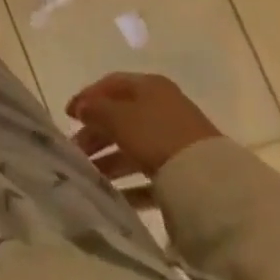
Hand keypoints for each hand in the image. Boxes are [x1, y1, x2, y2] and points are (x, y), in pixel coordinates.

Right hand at [66, 72, 221, 180]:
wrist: (212, 182)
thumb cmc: (156, 135)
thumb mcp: (118, 117)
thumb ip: (95, 110)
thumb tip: (81, 108)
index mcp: (149, 86)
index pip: (110, 85)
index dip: (87, 97)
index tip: (67, 114)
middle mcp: (164, 108)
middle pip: (121, 116)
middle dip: (96, 132)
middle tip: (76, 148)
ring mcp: (177, 140)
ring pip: (134, 144)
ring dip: (110, 158)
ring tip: (90, 173)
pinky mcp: (186, 171)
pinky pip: (150, 172)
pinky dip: (131, 181)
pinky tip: (115, 194)